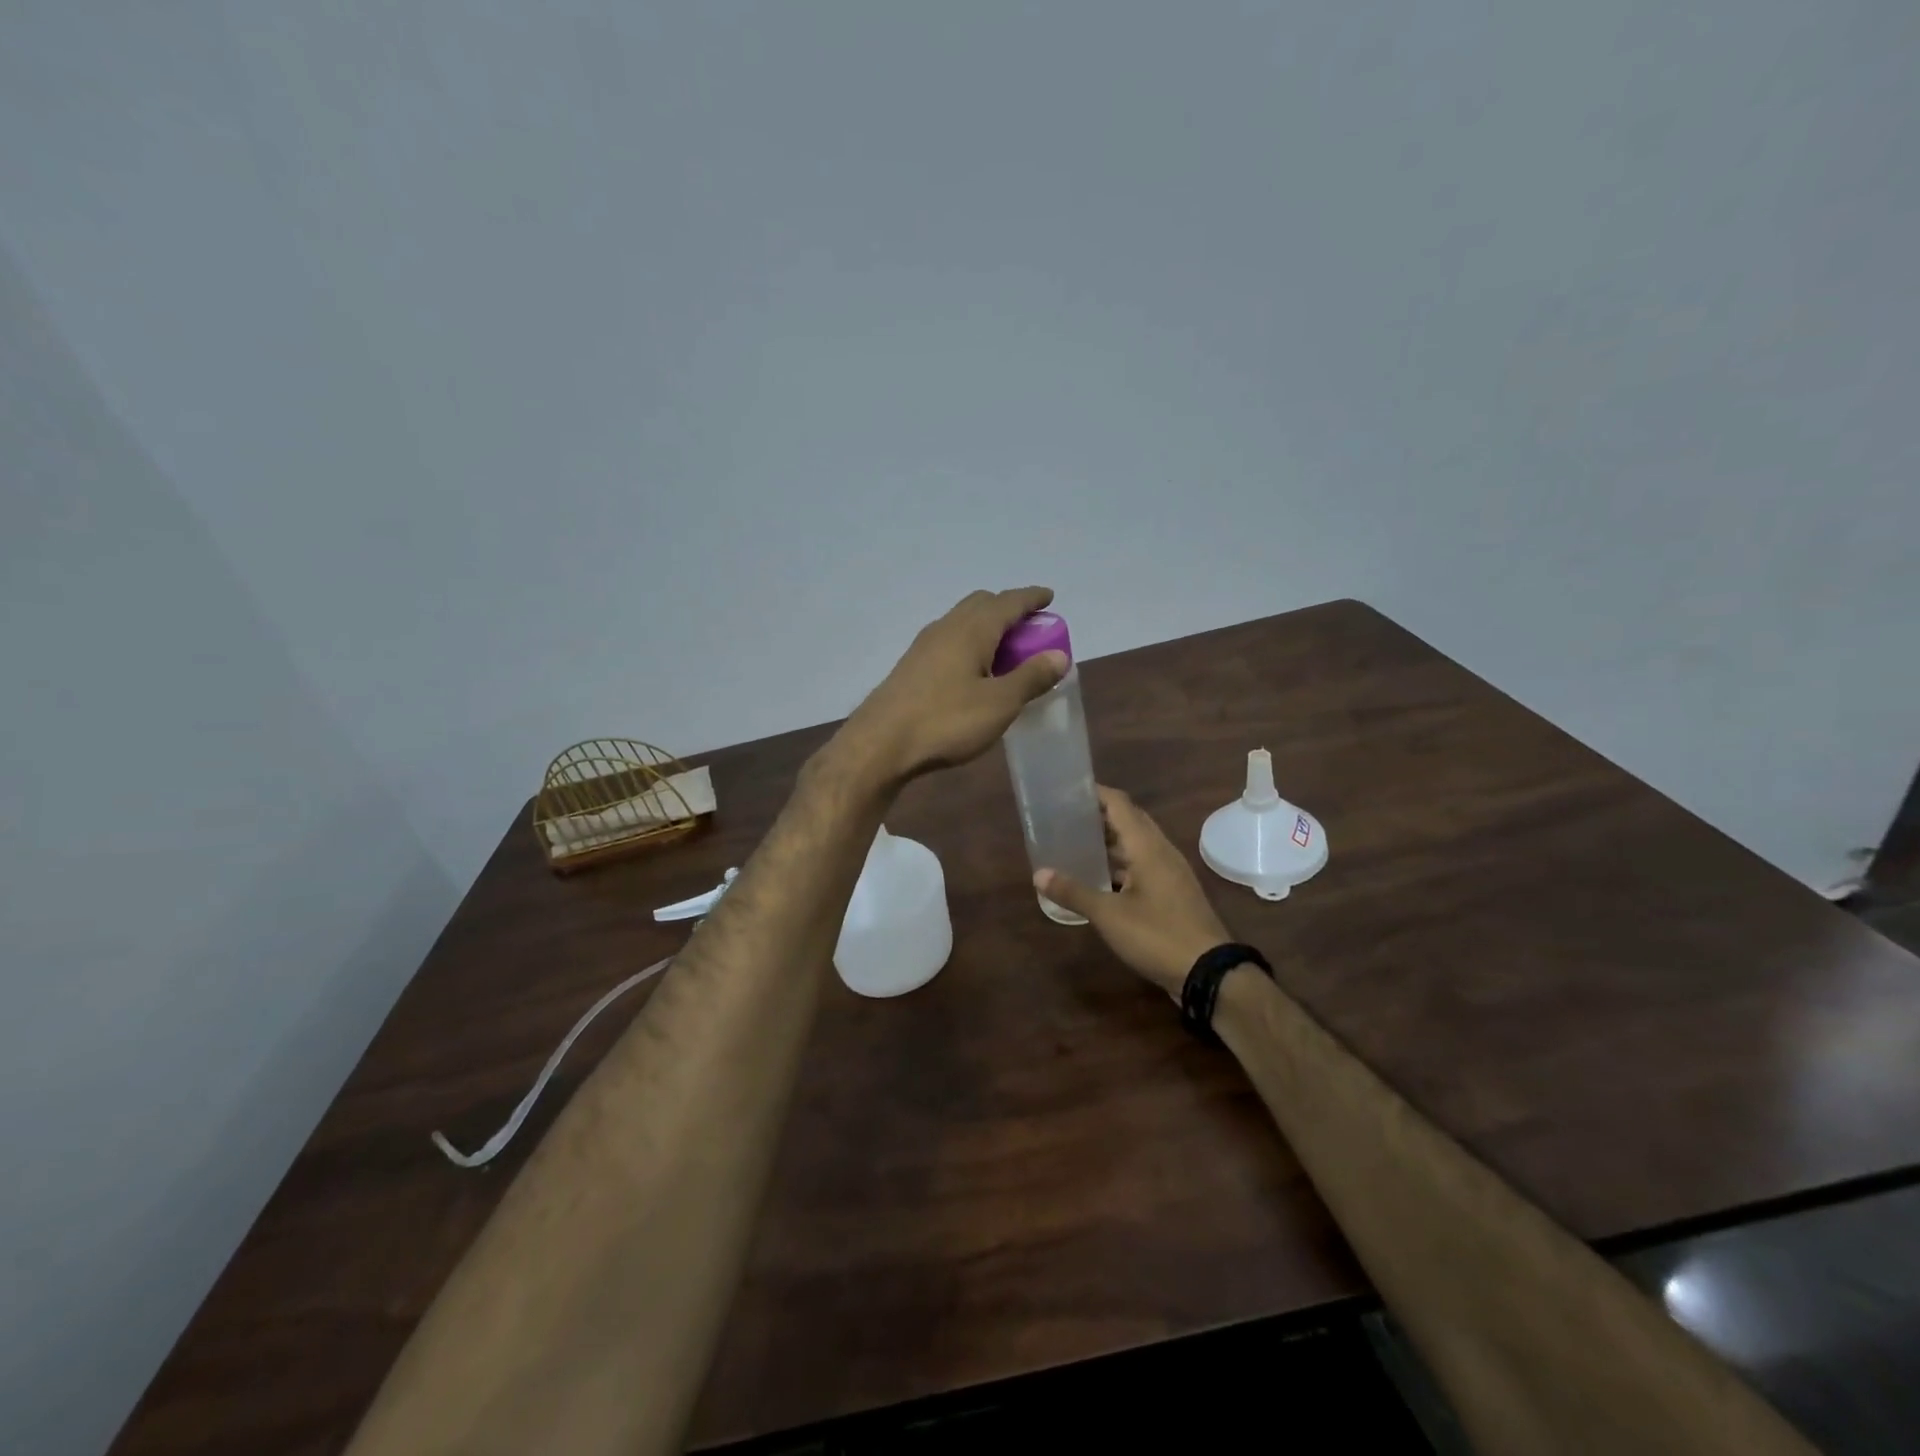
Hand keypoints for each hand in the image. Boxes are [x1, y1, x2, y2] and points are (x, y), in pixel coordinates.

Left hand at [837, 587, 1068, 783]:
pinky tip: (972, 671)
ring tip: (1004, 651)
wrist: (880, 744)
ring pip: (961, 622)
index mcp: (972, 630)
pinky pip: (948, 641)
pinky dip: (969, 644)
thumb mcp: (999, 704)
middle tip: (1029, 628)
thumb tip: (1060, 654)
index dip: (1031, 598)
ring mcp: (924, 646)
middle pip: (981, 604)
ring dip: (986, 627)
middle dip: (1007, 609)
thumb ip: (1031, 678)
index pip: (1008, 602)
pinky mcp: (911, 666)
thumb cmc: (946, 721)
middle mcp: (946, 628)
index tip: (1048, 597)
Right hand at [1036, 786, 1231, 997]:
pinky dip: (1120, 864)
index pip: (1120, 804)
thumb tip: (1039, 874)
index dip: (1095, 793)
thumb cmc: (1158, 935)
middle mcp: (1161, 852)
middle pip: (1129, 821)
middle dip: (1099, 815)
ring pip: (1136, 845)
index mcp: (1148, 847)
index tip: (1067, 790)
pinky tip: (1099, 877)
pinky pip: (1142, 866)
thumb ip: (1074, 892)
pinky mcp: (1172, 893)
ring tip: (1075, 842)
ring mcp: (1169, 873)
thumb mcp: (1109, 915)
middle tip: (1066, 816)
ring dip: (1109, 841)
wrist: (1209, 973)